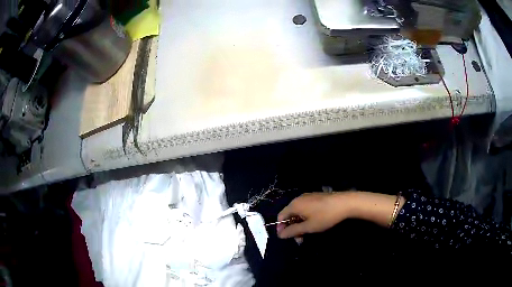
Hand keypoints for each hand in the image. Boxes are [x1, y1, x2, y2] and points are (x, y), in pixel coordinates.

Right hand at [277, 192, 351, 238]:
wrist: (345, 203)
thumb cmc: (325, 216)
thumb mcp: (308, 227)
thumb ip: (293, 231)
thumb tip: (280, 235)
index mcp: (294, 205)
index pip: (280, 216)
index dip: (281, 228)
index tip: (288, 237)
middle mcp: (299, 199)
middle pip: (289, 214)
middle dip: (292, 228)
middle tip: (300, 239)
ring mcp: (308, 197)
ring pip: (298, 212)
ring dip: (299, 224)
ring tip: (307, 233)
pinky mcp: (316, 197)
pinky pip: (305, 208)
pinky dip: (305, 217)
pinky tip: (314, 224)